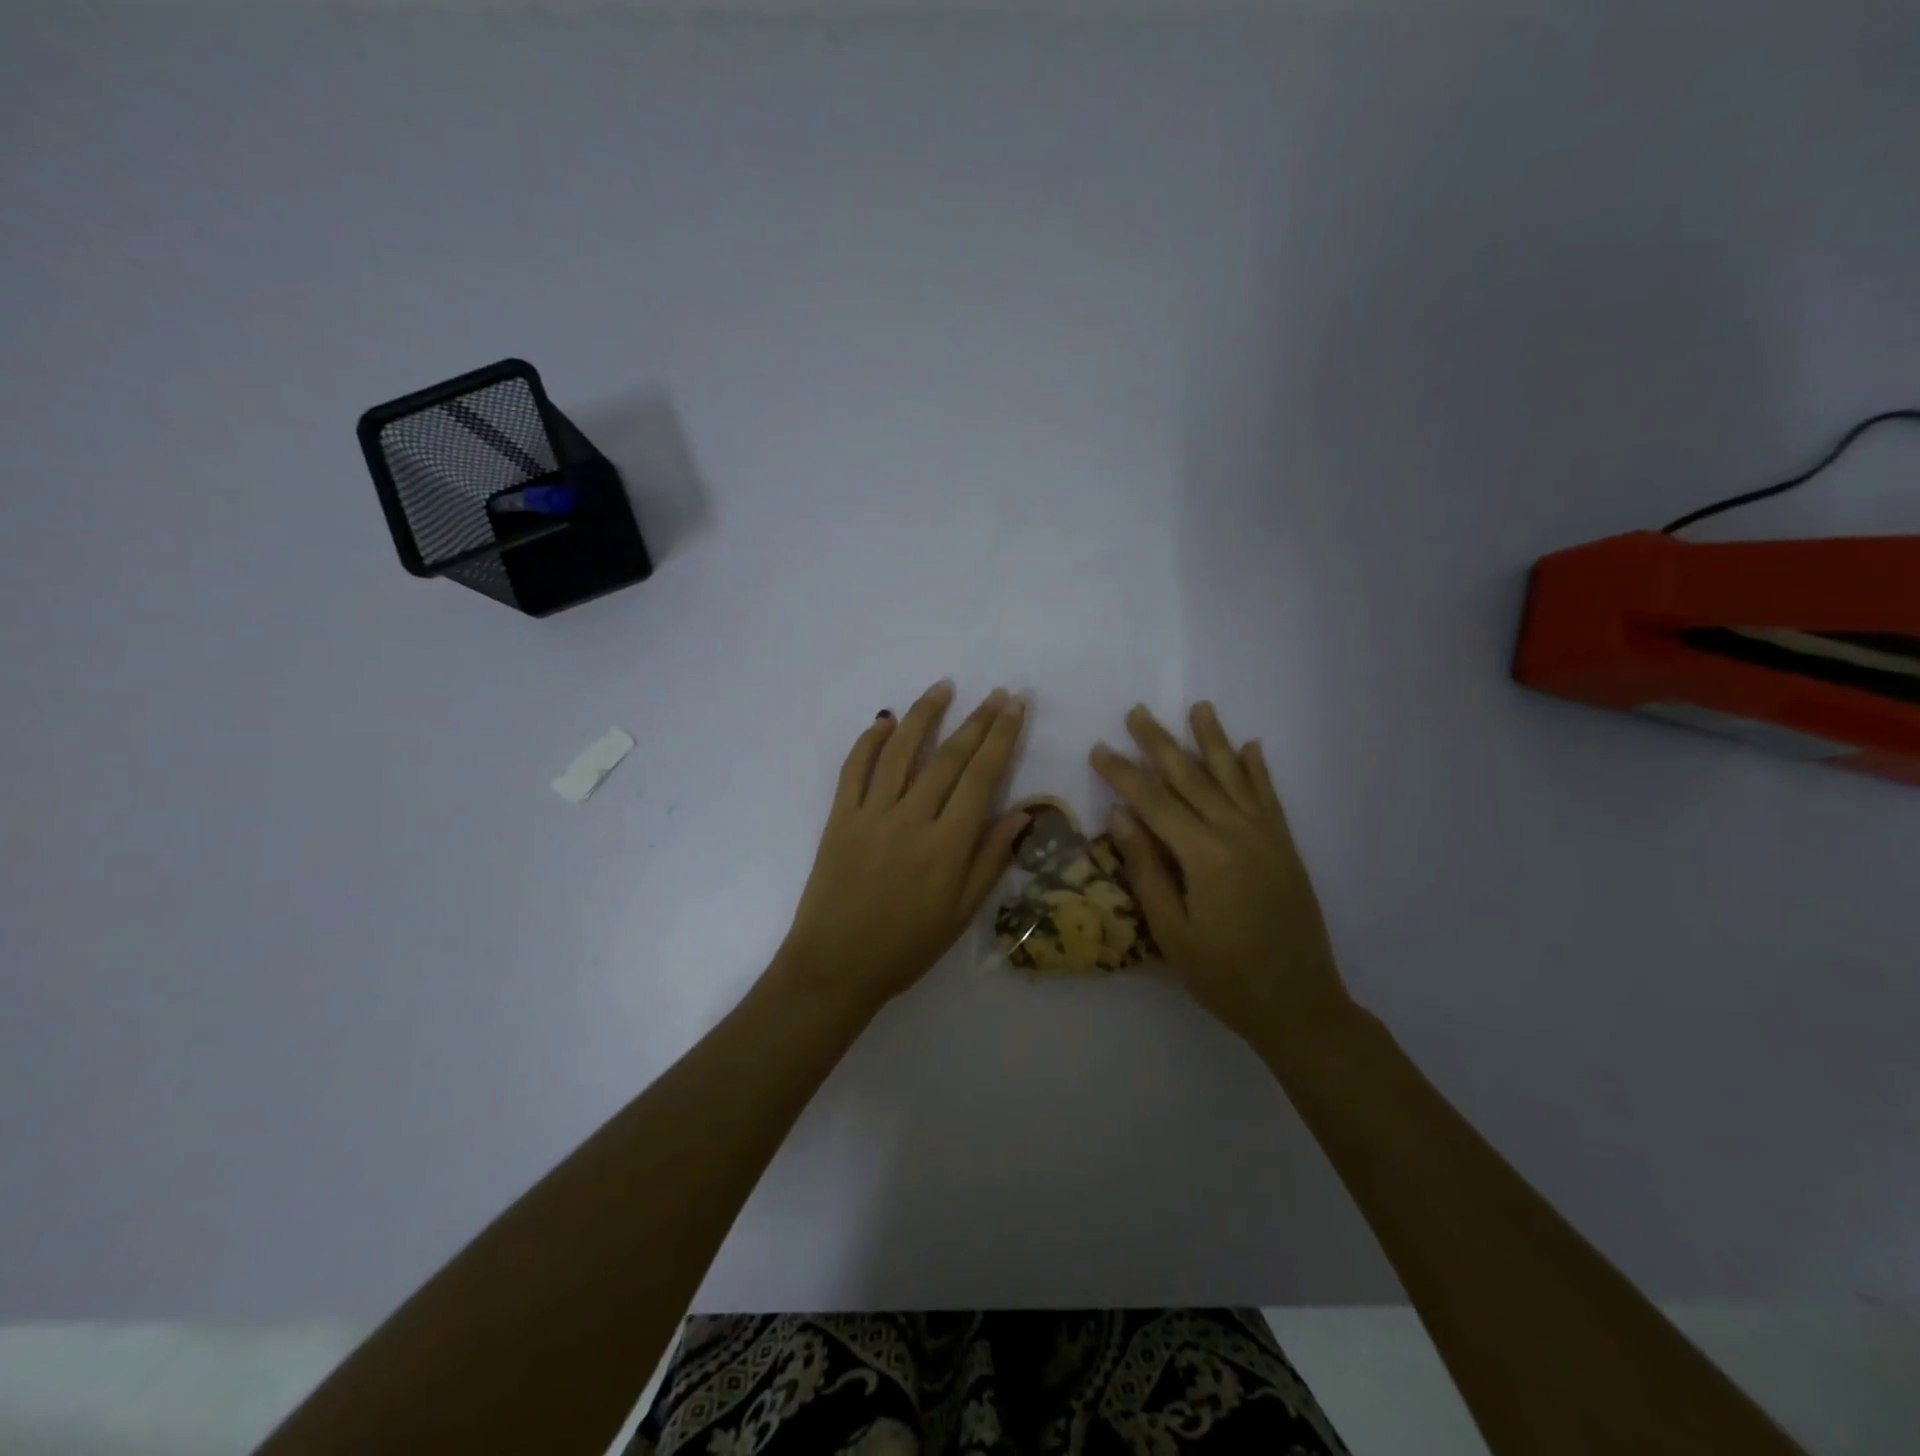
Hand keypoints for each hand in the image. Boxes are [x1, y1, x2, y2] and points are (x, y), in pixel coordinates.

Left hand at [779, 680, 1029, 1012]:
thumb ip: (991, 859)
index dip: (1002, 737)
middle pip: (949, 757)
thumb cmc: (906, 946)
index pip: (982, 777)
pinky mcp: (840, 817)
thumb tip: (1022, 811)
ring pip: (901, 751)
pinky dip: (869, 741)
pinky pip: (854, 769)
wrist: (835, 966)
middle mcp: (912, 819)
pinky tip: (886, 720)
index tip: (1015, 706)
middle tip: (996, 692)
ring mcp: (871, 814)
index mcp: (948, 845)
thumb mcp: (961, 912)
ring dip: (924, 715)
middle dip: (977, 720)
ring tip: (944, 687)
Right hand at [1091, 702, 1348, 1041]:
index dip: (1123, 773)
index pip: (1154, 802)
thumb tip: (1120, 815)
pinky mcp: (1286, 846)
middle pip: (1192, 777)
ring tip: (1199, 708)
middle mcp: (1238, 833)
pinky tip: (1250, 747)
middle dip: (1160, 743)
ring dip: (1213, 740)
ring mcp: (1267, 837)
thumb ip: (1146, 869)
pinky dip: (1258, 769)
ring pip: (1234, 776)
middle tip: (1137, 712)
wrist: (1300, 1003)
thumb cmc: (1224, 975)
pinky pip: (1270, 796)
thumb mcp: (1171, 931)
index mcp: (1205, 855)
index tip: (1100, 748)